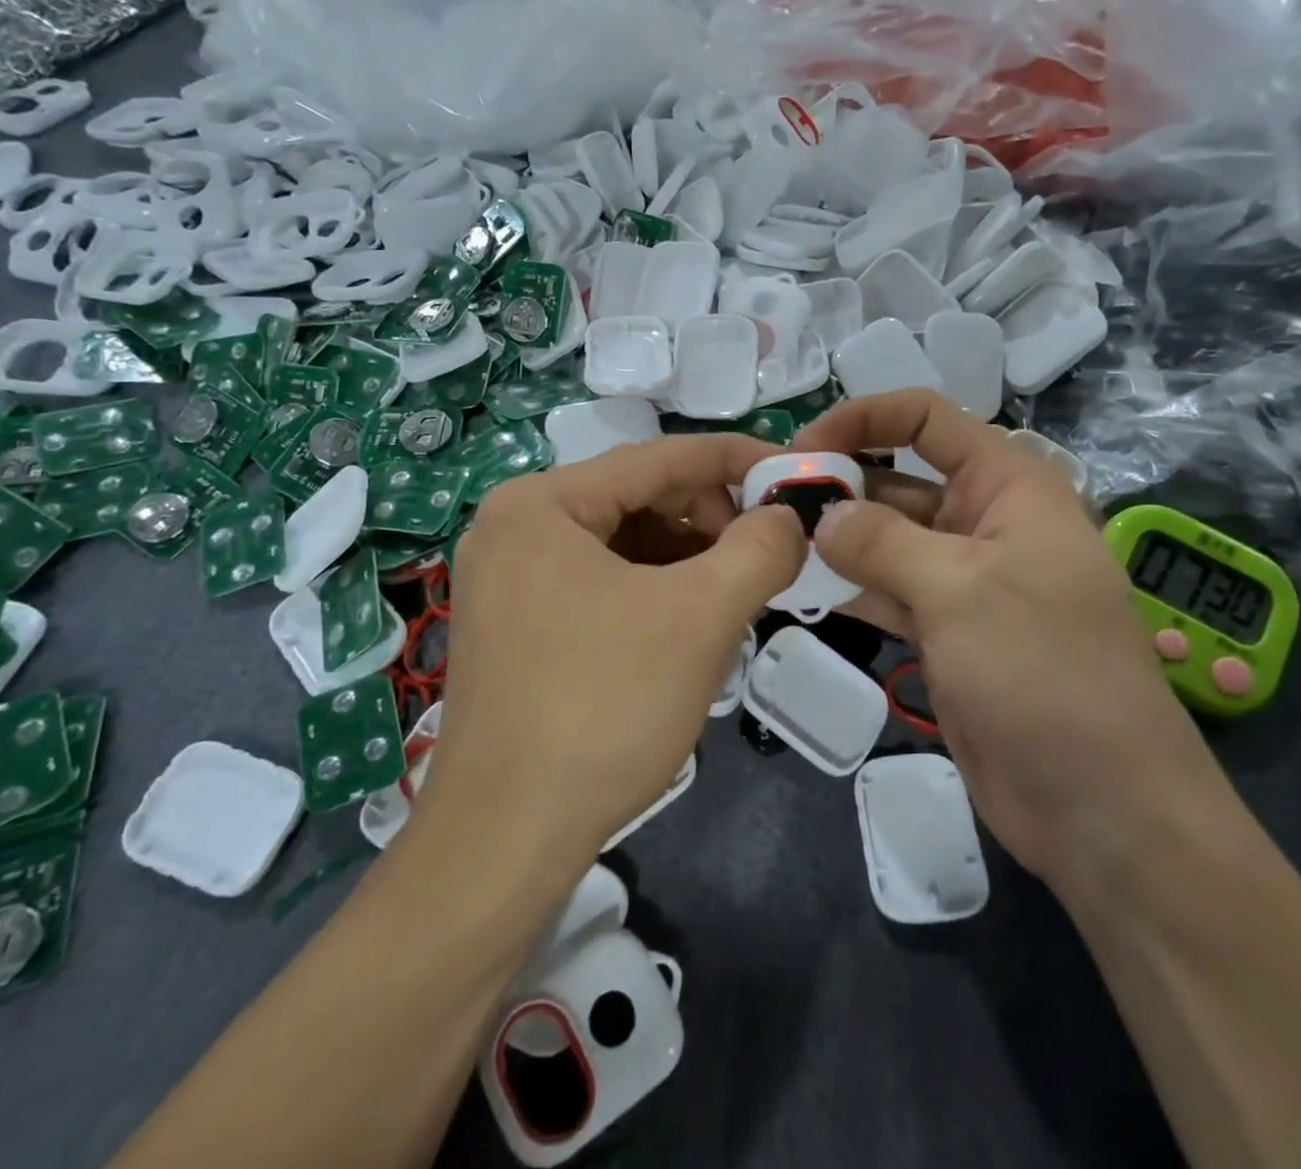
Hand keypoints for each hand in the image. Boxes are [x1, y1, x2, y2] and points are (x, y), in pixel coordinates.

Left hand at [419, 435, 805, 870]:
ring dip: (689, 563)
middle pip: (639, 499)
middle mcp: (516, 526)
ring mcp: (510, 579)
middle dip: (712, 522)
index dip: (736, 461)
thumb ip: (759, 549)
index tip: (796, 475)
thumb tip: (788, 517)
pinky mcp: (518, 625)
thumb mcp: (700, 617)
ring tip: (734, 600)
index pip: (660, 457)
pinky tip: (690, 630)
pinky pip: (603, 584)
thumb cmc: (602, 708)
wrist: (504, 843)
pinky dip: (656, 594)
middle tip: (768, 557)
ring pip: (625, 545)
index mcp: (542, 502)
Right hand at [794, 391, 1231, 887]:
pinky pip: (886, 590)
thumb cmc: (1043, 671)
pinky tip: (799, 586)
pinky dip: (848, 585)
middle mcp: (985, 521)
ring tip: (772, 542)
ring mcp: (963, 580)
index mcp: (1008, 485)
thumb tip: (822, 518)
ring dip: (836, 538)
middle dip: (839, 484)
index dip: (863, 418)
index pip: (927, 419)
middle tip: (768, 504)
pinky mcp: (945, 631)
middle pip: (899, 478)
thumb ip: (882, 541)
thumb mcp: (960, 589)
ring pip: (887, 538)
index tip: (801, 450)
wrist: (1100, 806)